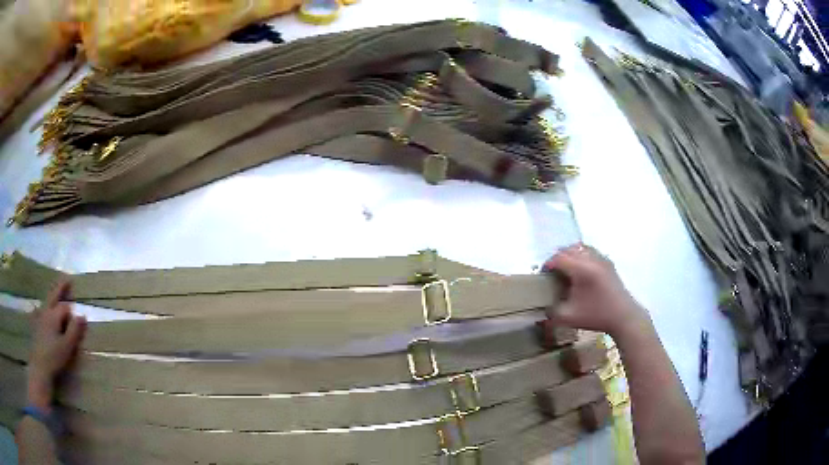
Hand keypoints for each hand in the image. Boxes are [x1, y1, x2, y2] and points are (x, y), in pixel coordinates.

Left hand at [28, 281, 86, 413]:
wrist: (40, 365)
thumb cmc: (54, 356)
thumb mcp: (67, 346)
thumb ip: (75, 330)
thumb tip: (82, 315)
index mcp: (54, 314)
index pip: (65, 307)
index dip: (72, 314)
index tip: (78, 324)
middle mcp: (46, 311)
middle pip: (54, 295)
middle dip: (61, 287)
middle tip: (68, 279)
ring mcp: (39, 316)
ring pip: (46, 301)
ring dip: (52, 295)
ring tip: (56, 291)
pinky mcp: (36, 325)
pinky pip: (39, 310)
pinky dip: (43, 306)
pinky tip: (40, 308)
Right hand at [543, 243, 649, 337]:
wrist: (623, 316)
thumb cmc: (595, 316)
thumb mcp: (568, 318)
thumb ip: (552, 312)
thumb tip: (542, 308)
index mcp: (581, 269)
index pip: (559, 258)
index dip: (548, 265)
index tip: (543, 275)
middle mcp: (591, 259)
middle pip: (569, 249)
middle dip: (558, 258)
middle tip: (552, 272)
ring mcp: (601, 259)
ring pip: (581, 247)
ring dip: (570, 255)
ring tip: (566, 269)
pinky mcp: (608, 263)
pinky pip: (591, 251)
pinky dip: (582, 256)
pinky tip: (581, 271)